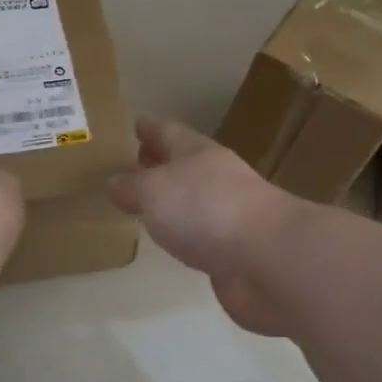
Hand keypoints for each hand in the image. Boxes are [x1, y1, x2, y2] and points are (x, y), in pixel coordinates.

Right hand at [107, 117, 300, 335]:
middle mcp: (216, 178)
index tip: (136, 122)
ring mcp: (229, 214)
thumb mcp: (155, 191)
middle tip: (133, 161)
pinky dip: (184, 232)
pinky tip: (171, 239)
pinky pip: (200, 234)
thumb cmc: (206, 210)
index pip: (169, 132)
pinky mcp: (234, 249)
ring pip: (192, 199)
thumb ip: (132, 186)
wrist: (266, 259)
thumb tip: (114, 183)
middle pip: (183, 163)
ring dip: (171, 199)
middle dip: (160, 161)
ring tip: (144, 203)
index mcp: (198, 153)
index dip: (151, 127)